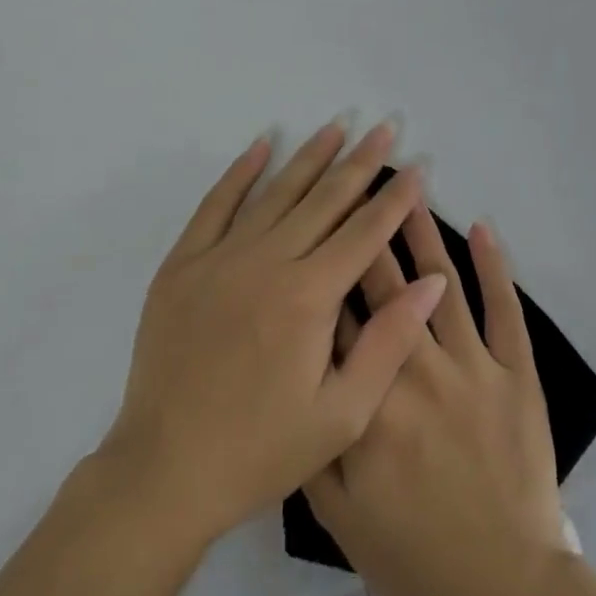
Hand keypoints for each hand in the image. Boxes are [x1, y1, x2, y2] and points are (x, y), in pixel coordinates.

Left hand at [100, 120, 448, 550]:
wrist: (165, 470)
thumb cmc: (261, 449)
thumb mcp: (342, 415)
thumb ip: (388, 342)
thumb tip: (430, 281)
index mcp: (309, 297)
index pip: (365, 231)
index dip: (396, 197)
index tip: (418, 165)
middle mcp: (268, 262)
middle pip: (325, 199)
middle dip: (361, 162)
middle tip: (385, 127)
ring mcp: (220, 257)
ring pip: (276, 192)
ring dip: (310, 156)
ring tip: (337, 126)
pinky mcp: (183, 264)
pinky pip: (216, 204)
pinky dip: (240, 172)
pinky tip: (261, 145)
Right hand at [304, 209, 567, 595]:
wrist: (502, 589)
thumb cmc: (412, 553)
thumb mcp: (338, 514)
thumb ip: (313, 440)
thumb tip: (295, 374)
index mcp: (370, 400)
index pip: (340, 318)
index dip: (328, 267)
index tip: (318, 223)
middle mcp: (417, 368)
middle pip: (387, 285)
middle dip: (369, 231)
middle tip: (360, 182)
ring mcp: (472, 365)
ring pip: (440, 282)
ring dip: (422, 232)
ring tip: (409, 189)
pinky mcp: (515, 372)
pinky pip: (504, 309)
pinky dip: (494, 266)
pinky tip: (482, 228)